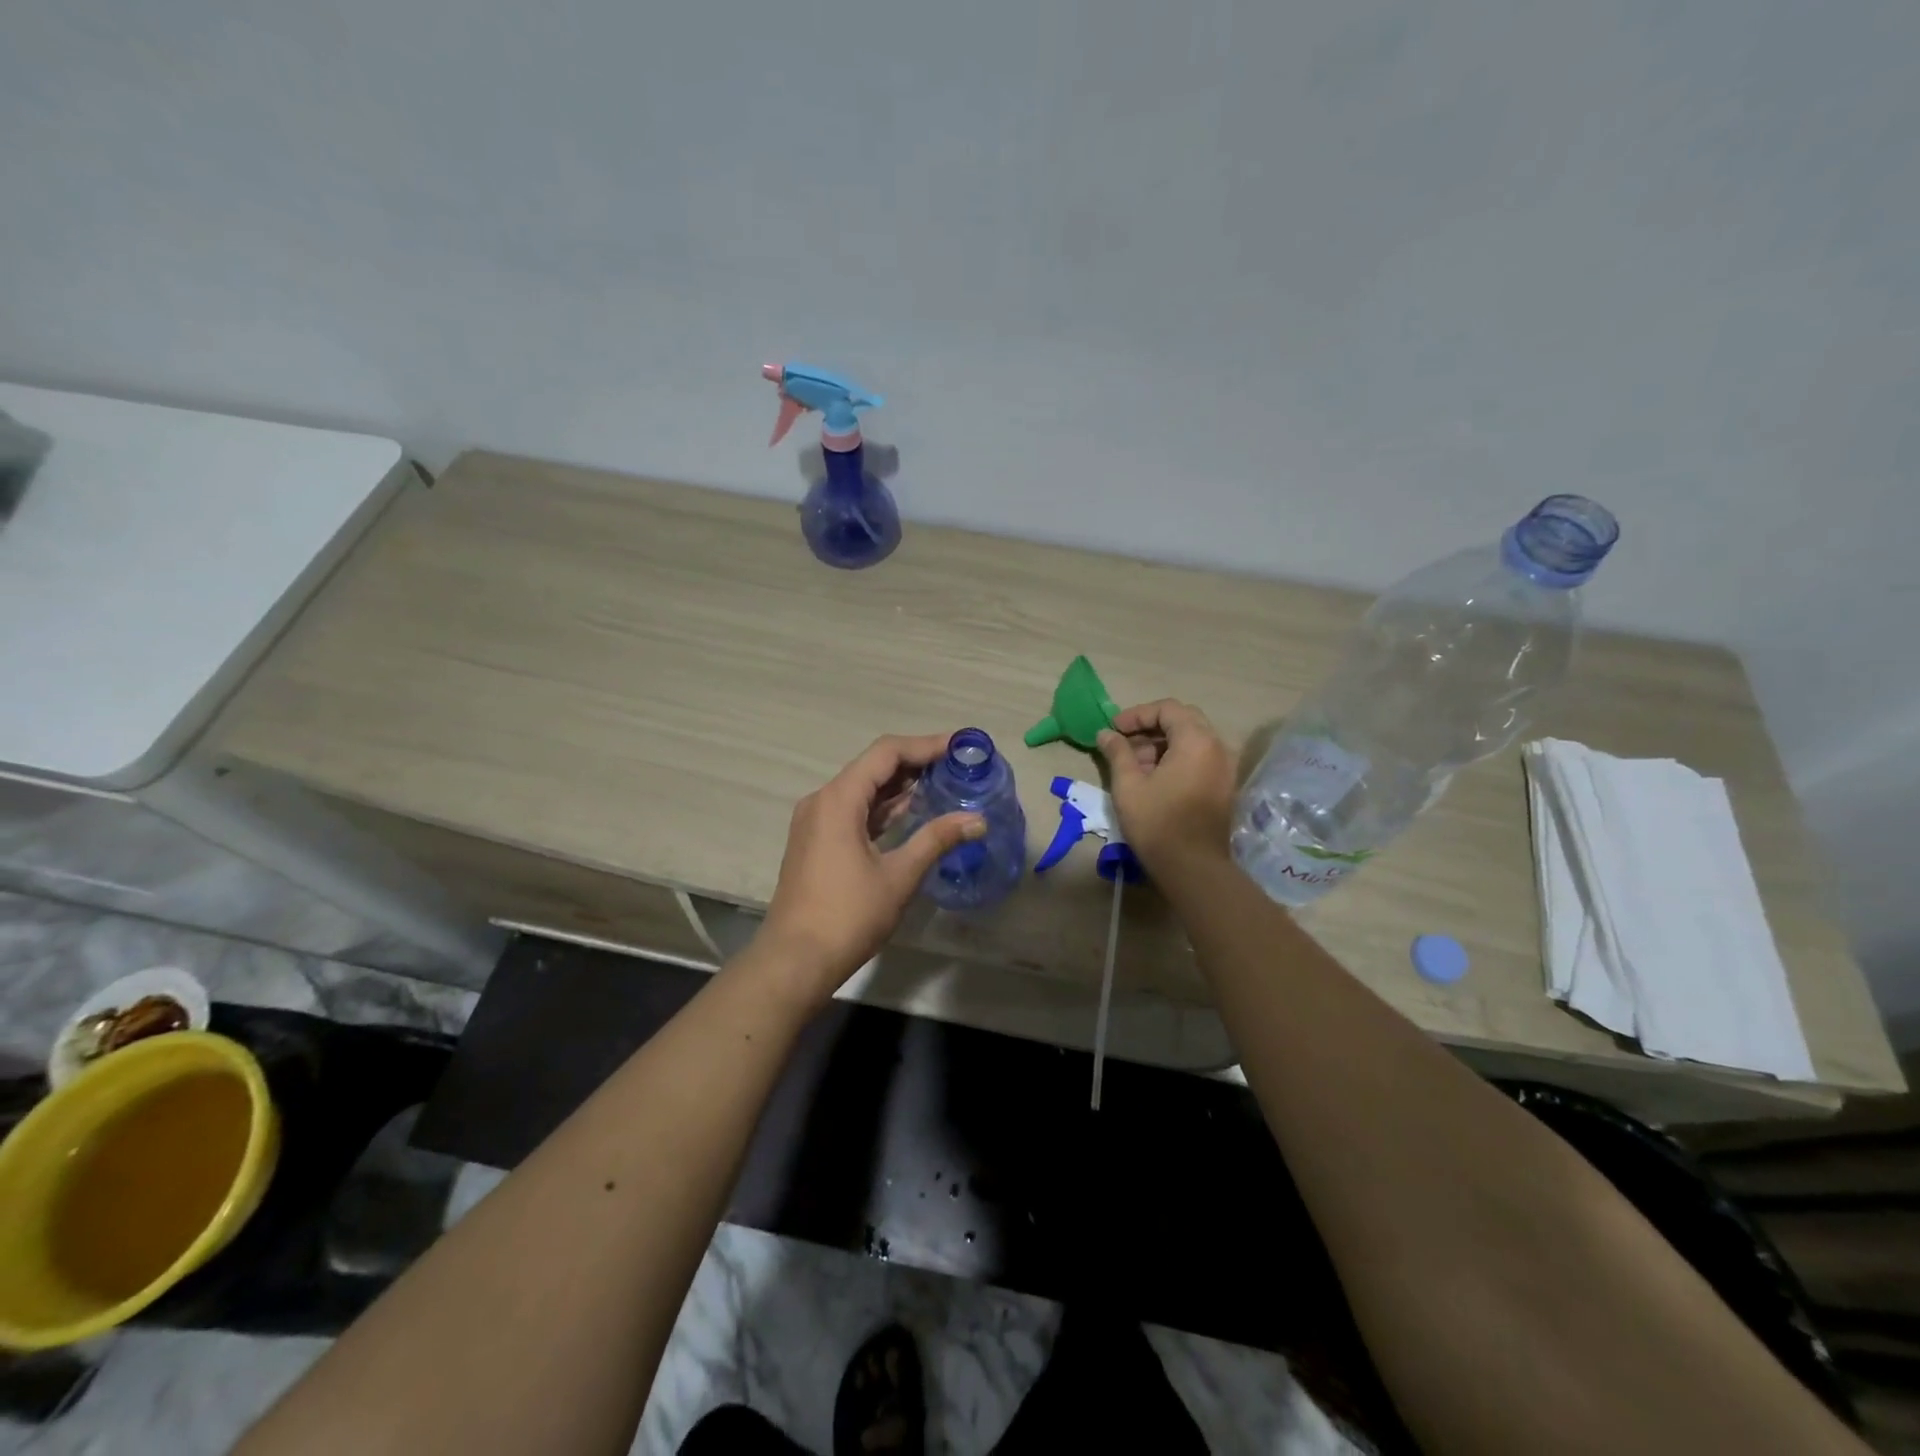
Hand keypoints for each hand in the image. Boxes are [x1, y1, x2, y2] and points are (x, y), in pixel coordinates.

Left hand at [753, 734, 984, 1004]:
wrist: (795, 959)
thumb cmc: (848, 915)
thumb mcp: (899, 876)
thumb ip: (937, 840)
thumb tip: (977, 819)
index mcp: (838, 800)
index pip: (886, 753)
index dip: (925, 745)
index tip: (960, 746)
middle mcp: (822, 801)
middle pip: (873, 767)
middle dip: (915, 762)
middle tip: (958, 765)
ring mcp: (816, 821)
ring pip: (863, 789)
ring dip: (900, 785)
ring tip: (943, 782)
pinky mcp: (817, 841)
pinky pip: (854, 810)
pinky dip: (883, 807)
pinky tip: (912, 811)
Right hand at [1097, 700, 1235, 874]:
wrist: (1192, 867)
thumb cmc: (1157, 822)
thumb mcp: (1128, 784)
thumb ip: (1117, 752)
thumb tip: (1105, 734)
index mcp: (1197, 740)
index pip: (1167, 709)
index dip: (1137, 714)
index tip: (1114, 730)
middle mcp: (1217, 747)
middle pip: (1183, 720)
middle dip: (1150, 727)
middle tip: (1124, 742)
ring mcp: (1225, 767)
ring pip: (1192, 739)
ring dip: (1162, 743)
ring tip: (1134, 763)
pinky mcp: (1224, 785)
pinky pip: (1199, 758)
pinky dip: (1176, 758)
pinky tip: (1153, 777)